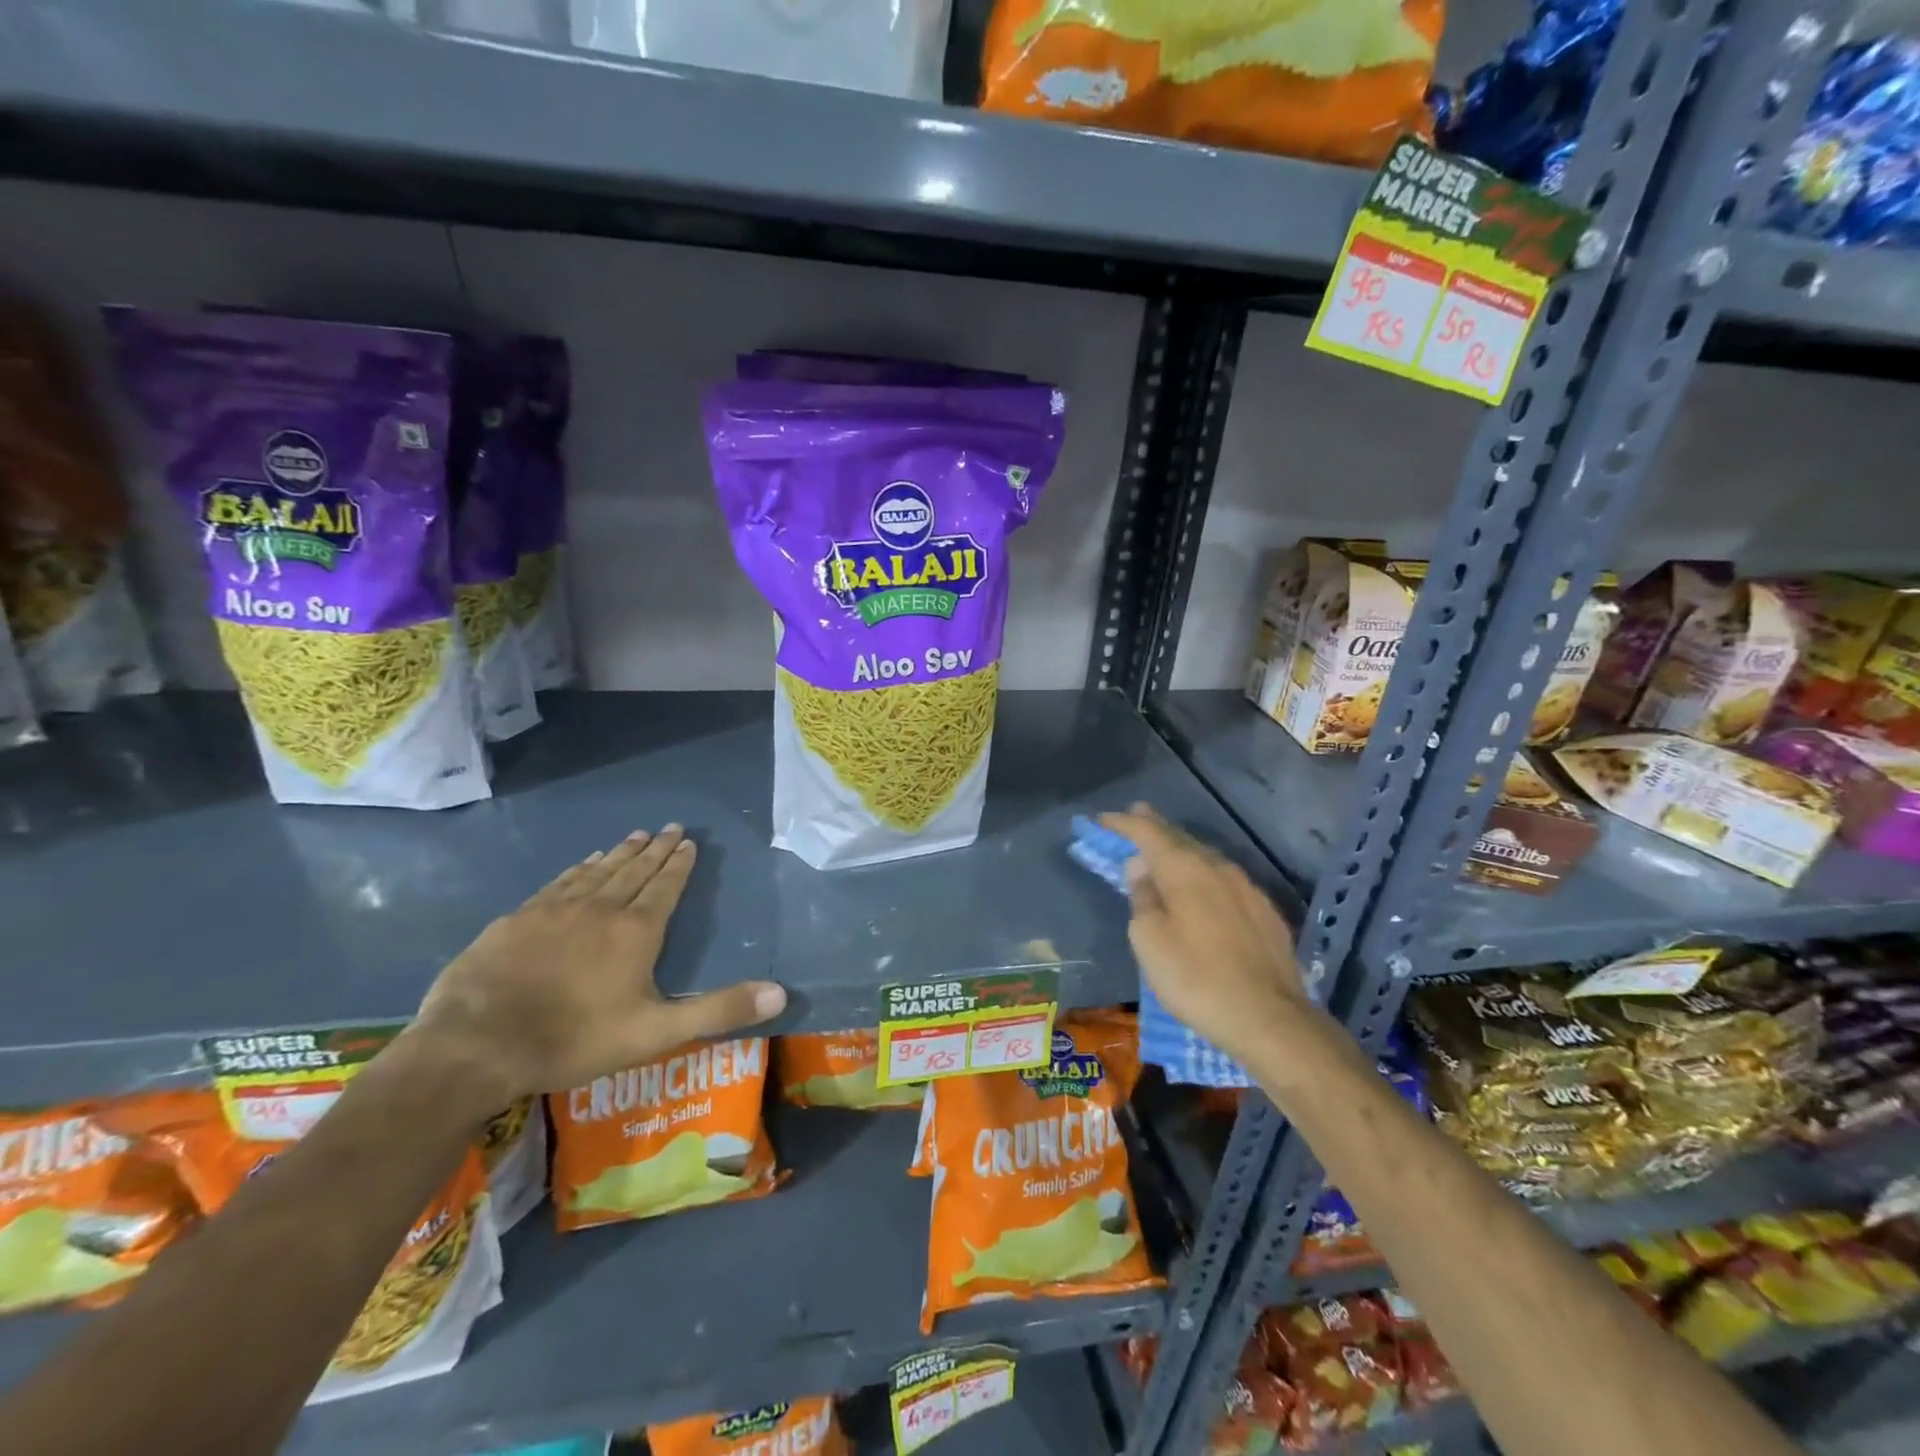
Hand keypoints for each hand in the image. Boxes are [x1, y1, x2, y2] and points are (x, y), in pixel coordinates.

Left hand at [405, 826, 786, 1108]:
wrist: (476, 1046)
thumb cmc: (574, 1039)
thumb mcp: (657, 1032)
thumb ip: (719, 1010)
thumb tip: (781, 993)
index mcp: (636, 931)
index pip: (665, 886)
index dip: (679, 863)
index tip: (688, 841)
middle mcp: (600, 908)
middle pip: (634, 869)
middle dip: (656, 848)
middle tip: (670, 826)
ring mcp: (555, 909)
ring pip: (598, 870)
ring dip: (620, 852)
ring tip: (635, 835)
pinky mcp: (518, 918)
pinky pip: (560, 882)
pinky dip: (579, 867)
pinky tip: (583, 862)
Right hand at [1101, 804, 1312, 1063]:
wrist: (1269, 1018)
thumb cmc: (1195, 977)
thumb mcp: (1149, 940)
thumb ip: (1142, 897)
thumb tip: (1142, 870)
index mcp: (1185, 869)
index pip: (1148, 832)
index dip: (1123, 823)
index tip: (1103, 818)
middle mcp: (1218, 868)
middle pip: (1181, 839)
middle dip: (1155, 827)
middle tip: (1136, 815)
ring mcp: (1247, 889)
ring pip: (1206, 859)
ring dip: (1181, 852)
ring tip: (1164, 853)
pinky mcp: (1265, 913)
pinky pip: (1225, 881)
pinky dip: (1204, 876)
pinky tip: (1201, 889)